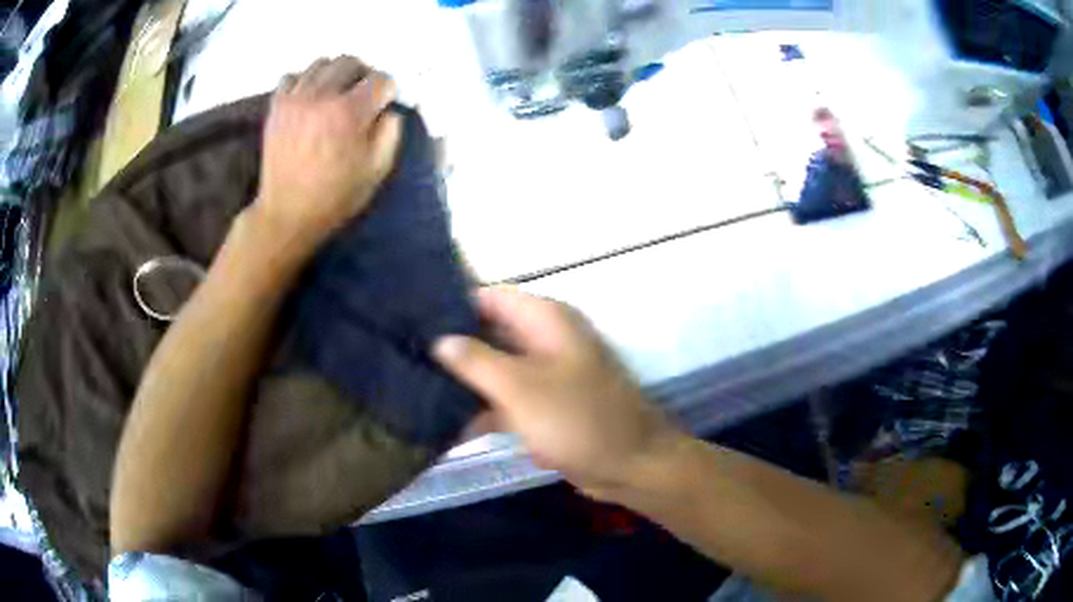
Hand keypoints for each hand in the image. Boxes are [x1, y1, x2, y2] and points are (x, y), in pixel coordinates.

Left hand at [254, 56, 401, 249]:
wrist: (287, 213)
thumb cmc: (335, 196)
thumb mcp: (377, 170)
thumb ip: (391, 133)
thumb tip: (388, 109)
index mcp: (350, 112)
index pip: (380, 79)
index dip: (387, 91)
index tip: (384, 105)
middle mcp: (322, 96)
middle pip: (350, 62)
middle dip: (363, 75)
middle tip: (361, 96)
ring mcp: (295, 98)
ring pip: (322, 63)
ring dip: (334, 74)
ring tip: (334, 95)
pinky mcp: (277, 106)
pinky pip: (292, 76)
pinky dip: (304, 81)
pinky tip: (309, 98)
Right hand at [433, 287, 681, 498]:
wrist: (630, 465)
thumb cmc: (577, 419)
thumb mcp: (520, 387)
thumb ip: (476, 360)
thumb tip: (440, 339)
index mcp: (545, 320)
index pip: (489, 296)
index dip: (451, 305)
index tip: (410, 319)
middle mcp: (544, 339)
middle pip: (489, 332)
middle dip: (452, 345)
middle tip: (404, 355)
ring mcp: (545, 374)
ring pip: (495, 367)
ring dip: (463, 379)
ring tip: (413, 385)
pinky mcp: (544, 406)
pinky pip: (505, 398)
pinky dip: (481, 406)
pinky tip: (442, 419)